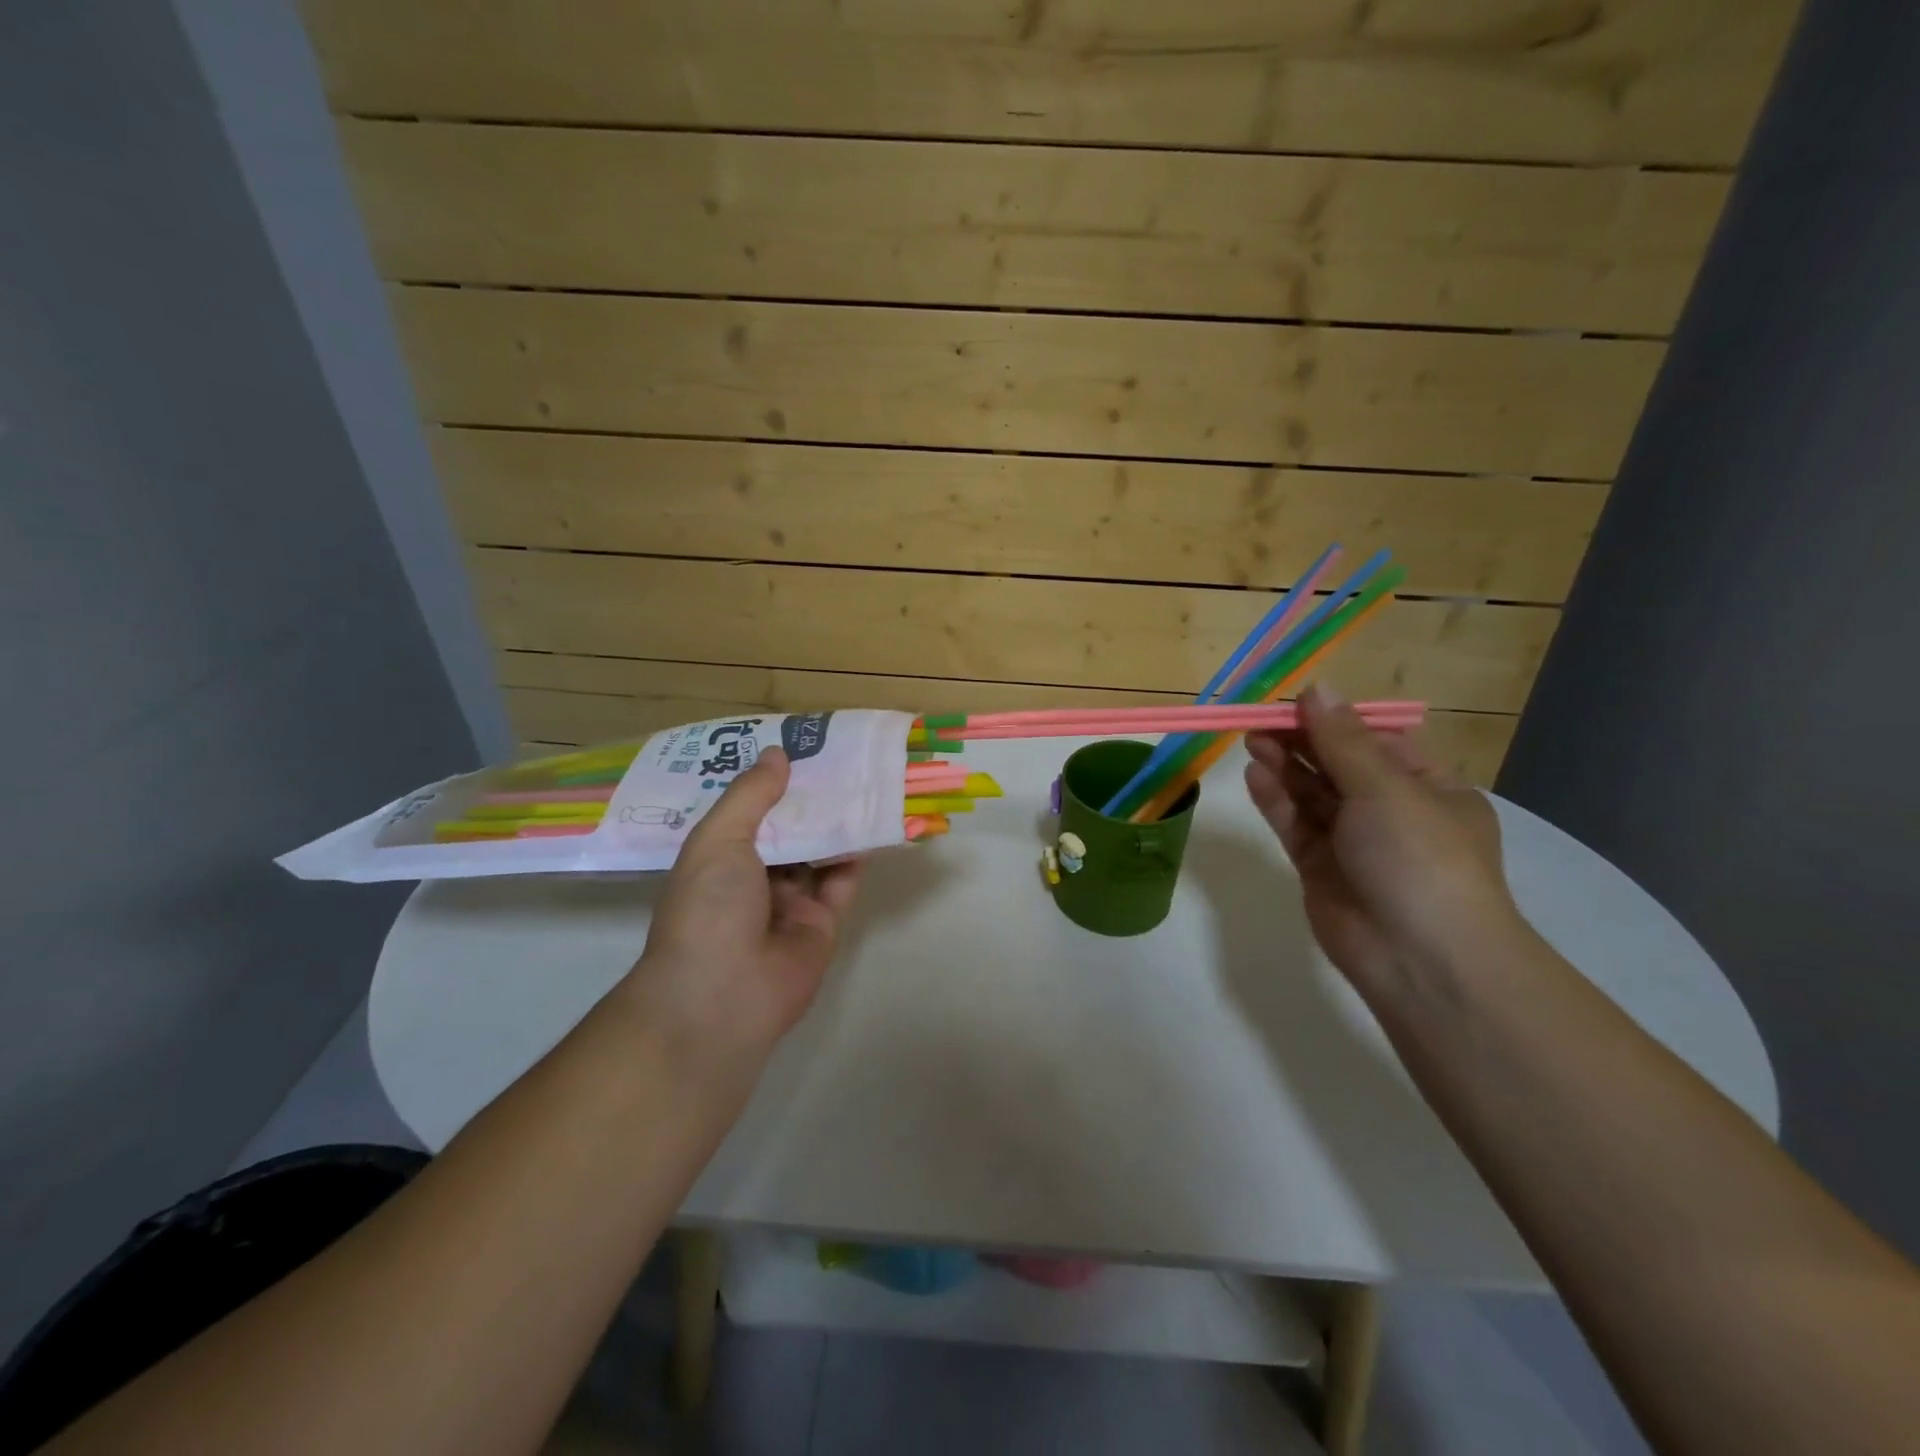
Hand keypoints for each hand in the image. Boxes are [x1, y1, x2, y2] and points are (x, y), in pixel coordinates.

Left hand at [619, 748, 861, 1073]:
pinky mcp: (821, 924)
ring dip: (837, 823)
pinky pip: (841, 882)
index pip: (747, 811)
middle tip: (839, 757)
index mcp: (719, 858)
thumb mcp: (719, 840)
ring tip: (863, 781)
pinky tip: (872, 823)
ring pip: (818, 854)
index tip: (796, 746)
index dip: (770, 782)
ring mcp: (789, 903)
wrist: (722, 996)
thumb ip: (751, 796)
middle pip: (787, 830)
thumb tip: (777, 753)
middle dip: (809, 799)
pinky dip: (856, 856)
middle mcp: (753, 878)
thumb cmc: (708, 908)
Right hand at [1244, 683, 1526, 997]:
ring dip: (1284, 767)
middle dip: (1301, 742)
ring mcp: (1353, 842)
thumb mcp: (1387, 788)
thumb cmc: (1420, 858)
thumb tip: (1317, 688)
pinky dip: (1276, 800)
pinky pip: (1295, 825)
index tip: (1294, 703)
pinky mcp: (1319, 868)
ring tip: (1251, 741)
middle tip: (1258, 721)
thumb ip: (1342, 741)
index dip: (1335, 720)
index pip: (1376, 741)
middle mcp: (1391, 811)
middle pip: (1337, 765)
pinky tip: (1255, 776)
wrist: (1420, 958)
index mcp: (1428, 787)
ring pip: (1312, 795)